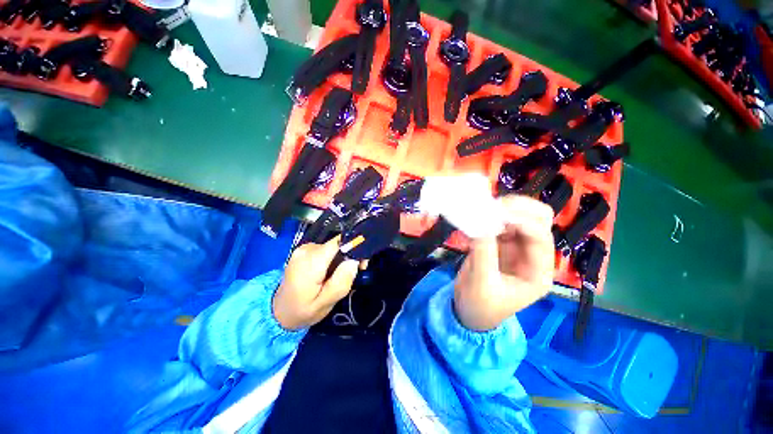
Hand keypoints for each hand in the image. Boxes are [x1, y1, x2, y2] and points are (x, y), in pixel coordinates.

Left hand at [273, 236, 359, 329]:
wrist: (279, 311)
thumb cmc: (303, 310)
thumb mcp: (325, 303)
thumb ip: (341, 281)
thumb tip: (354, 260)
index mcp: (310, 262)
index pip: (338, 242)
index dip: (354, 248)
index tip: (362, 262)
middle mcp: (306, 249)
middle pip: (337, 244)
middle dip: (350, 255)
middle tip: (356, 271)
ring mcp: (304, 248)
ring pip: (334, 246)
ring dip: (342, 257)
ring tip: (342, 274)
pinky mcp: (305, 250)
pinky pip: (326, 249)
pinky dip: (334, 257)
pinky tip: (333, 271)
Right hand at [454, 195, 554, 330]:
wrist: (469, 310)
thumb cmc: (480, 305)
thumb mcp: (482, 283)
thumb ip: (483, 252)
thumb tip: (480, 221)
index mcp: (538, 272)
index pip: (540, 237)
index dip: (521, 221)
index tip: (495, 213)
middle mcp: (532, 255)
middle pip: (539, 220)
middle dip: (519, 208)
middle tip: (493, 205)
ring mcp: (516, 246)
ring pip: (520, 216)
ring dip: (504, 208)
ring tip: (483, 208)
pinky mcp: (500, 242)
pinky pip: (499, 221)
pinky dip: (490, 215)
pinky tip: (477, 216)